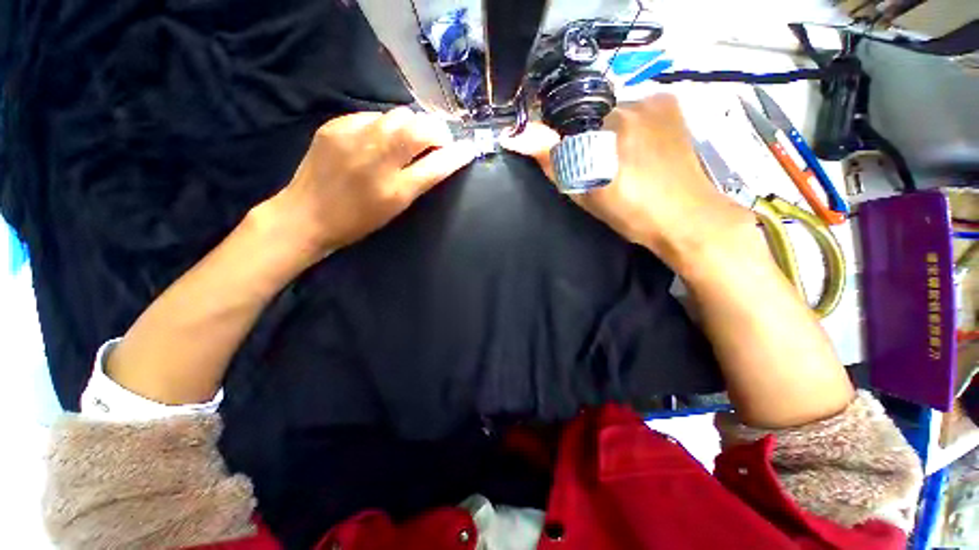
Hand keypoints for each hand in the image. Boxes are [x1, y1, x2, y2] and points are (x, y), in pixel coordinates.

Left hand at [261, 108, 476, 261]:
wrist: (307, 215)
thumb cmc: (359, 220)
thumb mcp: (395, 206)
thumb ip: (420, 179)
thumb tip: (442, 156)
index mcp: (395, 189)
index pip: (436, 164)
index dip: (456, 154)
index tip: (468, 148)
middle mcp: (376, 159)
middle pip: (419, 127)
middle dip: (435, 131)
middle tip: (435, 141)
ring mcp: (353, 137)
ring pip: (398, 115)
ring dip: (410, 126)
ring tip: (406, 140)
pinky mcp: (334, 126)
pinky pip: (372, 115)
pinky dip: (383, 125)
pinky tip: (377, 139)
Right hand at [502, 94, 749, 264]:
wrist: (686, 218)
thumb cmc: (631, 212)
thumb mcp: (584, 192)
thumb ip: (552, 161)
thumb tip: (516, 136)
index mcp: (609, 124)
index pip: (567, 121)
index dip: (564, 143)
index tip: (572, 164)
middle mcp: (634, 102)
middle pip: (592, 115)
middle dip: (588, 138)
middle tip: (598, 168)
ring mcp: (657, 101)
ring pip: (614, 113)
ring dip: (609, 133)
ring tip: (621, 163)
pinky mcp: (672, 106)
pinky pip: (636, 110)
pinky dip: (630, 127)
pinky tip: (638, 150)